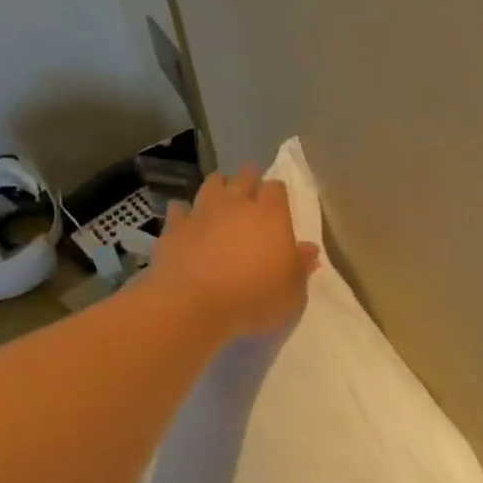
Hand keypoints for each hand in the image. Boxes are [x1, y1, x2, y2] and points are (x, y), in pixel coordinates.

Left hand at [150, 164, 319, 338]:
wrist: (195, 305)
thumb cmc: (255, 298)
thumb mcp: (293, 292)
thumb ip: (301, 267)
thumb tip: (308, 249)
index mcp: (271, 216)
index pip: (276, 188)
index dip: (277, 194)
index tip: (278, 204)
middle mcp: (236, 205)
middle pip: (244, 177)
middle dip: (249, 179)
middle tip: (251, 189)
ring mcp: (202, 213)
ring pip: (211, 185)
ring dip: (218, 188)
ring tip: (221, 198)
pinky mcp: (174, 228)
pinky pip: (179, 210)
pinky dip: (184, 213)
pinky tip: (187, 221)